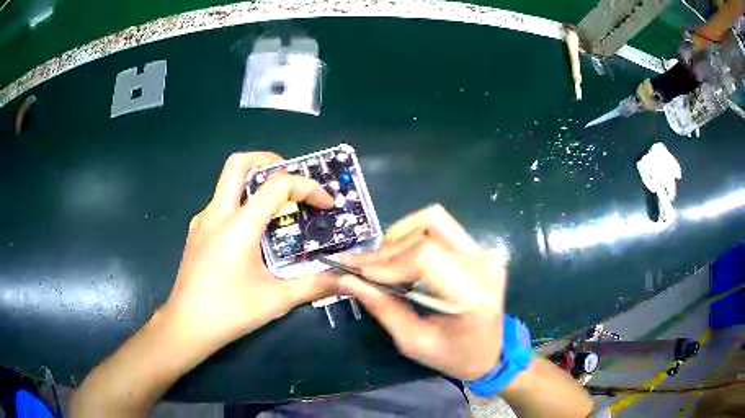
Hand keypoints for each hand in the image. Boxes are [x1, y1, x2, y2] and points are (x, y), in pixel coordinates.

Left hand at [160, 152, 335, 347]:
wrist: (187, 325)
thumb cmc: (230, 311)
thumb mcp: (276, 300)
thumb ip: (313, 285)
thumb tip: (344, 280)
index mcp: (240, 225)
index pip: (278, 185)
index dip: (308, 187)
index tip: (325, 203)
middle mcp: (218, 213)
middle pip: (238, 163)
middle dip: (268, 160)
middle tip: (289, 177)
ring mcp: (202, 221)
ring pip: (226, 183)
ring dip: (252, 183)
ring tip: (274, 207)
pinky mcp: (196, 233)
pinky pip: (219, 204)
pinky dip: (239, 204)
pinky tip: (248, 233)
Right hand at [340, 205, 506, 380]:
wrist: (491, 353)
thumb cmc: (454, 356)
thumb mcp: (414, 342)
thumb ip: (382, 308)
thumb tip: (346, 279)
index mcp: (473, 295)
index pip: (426, 256)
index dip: (388, 262)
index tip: (359, 274)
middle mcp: (483, 264)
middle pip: (426, 233)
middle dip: (386, 251)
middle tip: (359, 268)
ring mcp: (484, 252)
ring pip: (432, 220)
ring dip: (399, 238)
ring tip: (382, 264)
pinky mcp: (479, 249)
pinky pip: (440, 228)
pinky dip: (413, 238)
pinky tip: (402, 260)